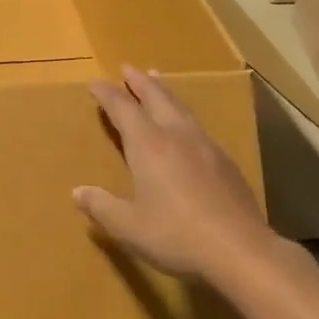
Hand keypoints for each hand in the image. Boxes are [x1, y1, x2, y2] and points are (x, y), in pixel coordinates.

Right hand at [74, 66, 273, 281]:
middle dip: (140, 82)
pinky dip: (183, 115)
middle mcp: (176, 136)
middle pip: (156, 98)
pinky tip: (186, 128)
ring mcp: (205, 147)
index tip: (95, 83)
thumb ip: (102, 207)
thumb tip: (78, 192)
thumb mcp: (128, 226)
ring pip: (181, 108)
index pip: (123, 109)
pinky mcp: (225, 162)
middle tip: (128, 68)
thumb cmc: (175, 235)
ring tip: (157, 80)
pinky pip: (198, 126)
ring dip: (165, 92)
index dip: (107, 95)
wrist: (240, 250)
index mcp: (148, 146)